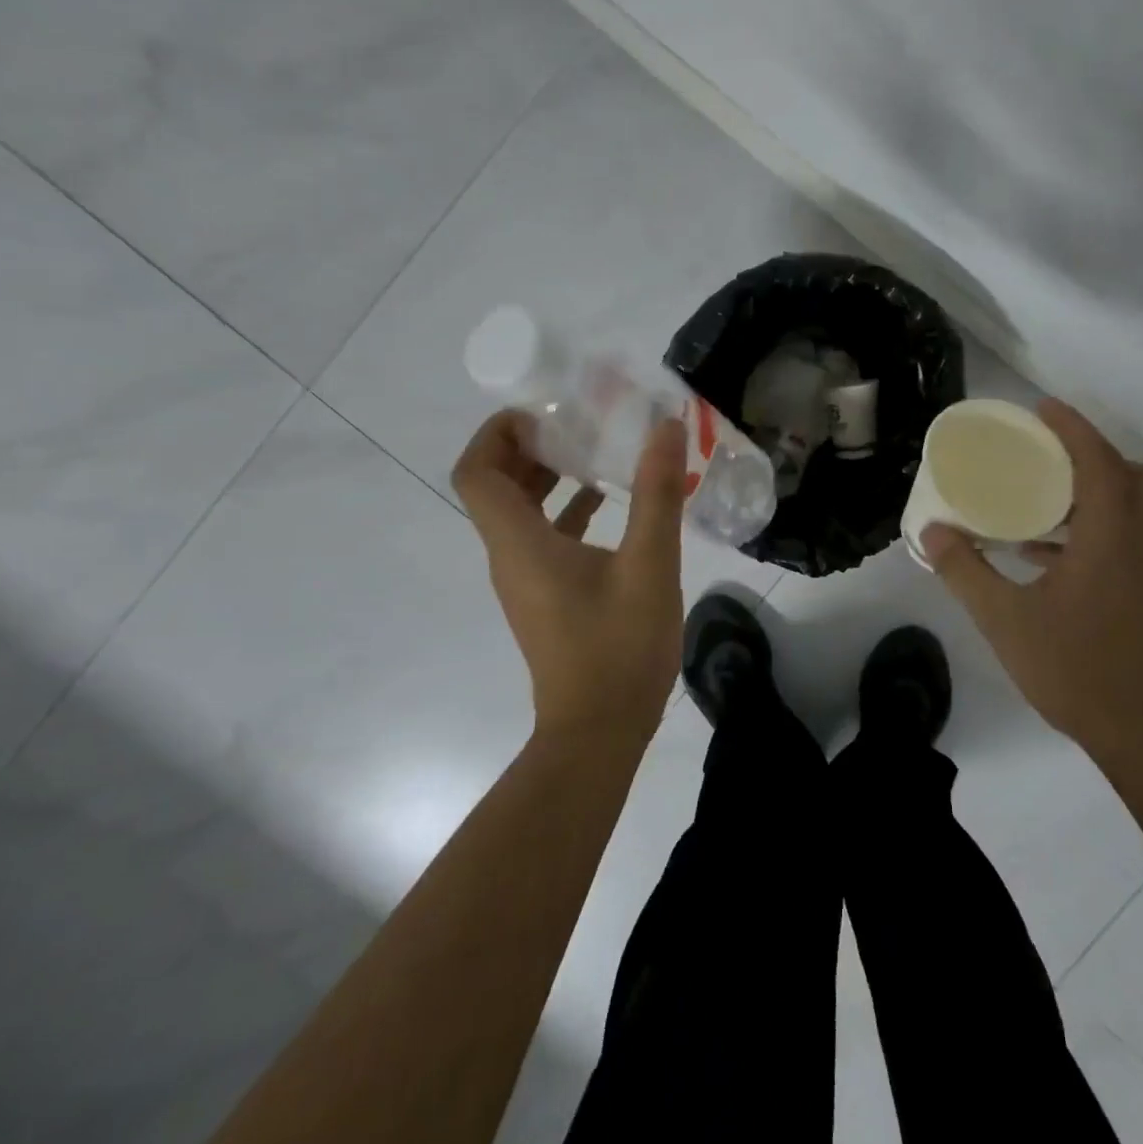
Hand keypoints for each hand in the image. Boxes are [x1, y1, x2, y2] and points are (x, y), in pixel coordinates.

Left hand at [452, 410, 687, 746]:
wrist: (599, 731)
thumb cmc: (619, 647)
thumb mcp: (650, 565)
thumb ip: (657, 494)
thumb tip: (665, 429)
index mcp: (520, 543)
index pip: (477, 471)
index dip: (498, 432)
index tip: (545, 413)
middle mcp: (510, 557)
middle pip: (495, 487)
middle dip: (529, 447)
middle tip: (578, 422)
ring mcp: (526, 581)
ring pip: (520, 514)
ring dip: (549, 477)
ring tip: (596, 451)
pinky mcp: (546, 598)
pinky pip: (543, 539)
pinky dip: (567, 512)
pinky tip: (611, 503)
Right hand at [922, 398, 1142, 757]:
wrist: (1140, 730)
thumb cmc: (1073, 668)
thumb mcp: (1003, 618)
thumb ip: (964, 570)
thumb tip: (932, 532)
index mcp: (1110, 537)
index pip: (1098, 460)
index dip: (1072, 427)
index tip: (1040, 408)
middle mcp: (1139, 542)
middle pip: (1126, 475)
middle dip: (1087, 452)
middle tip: (1041, 451)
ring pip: (1129, 506)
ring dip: (1090, 489)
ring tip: (1037, 494)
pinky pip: (1123, 536)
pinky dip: (1090, 525)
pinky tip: (1043, 551)